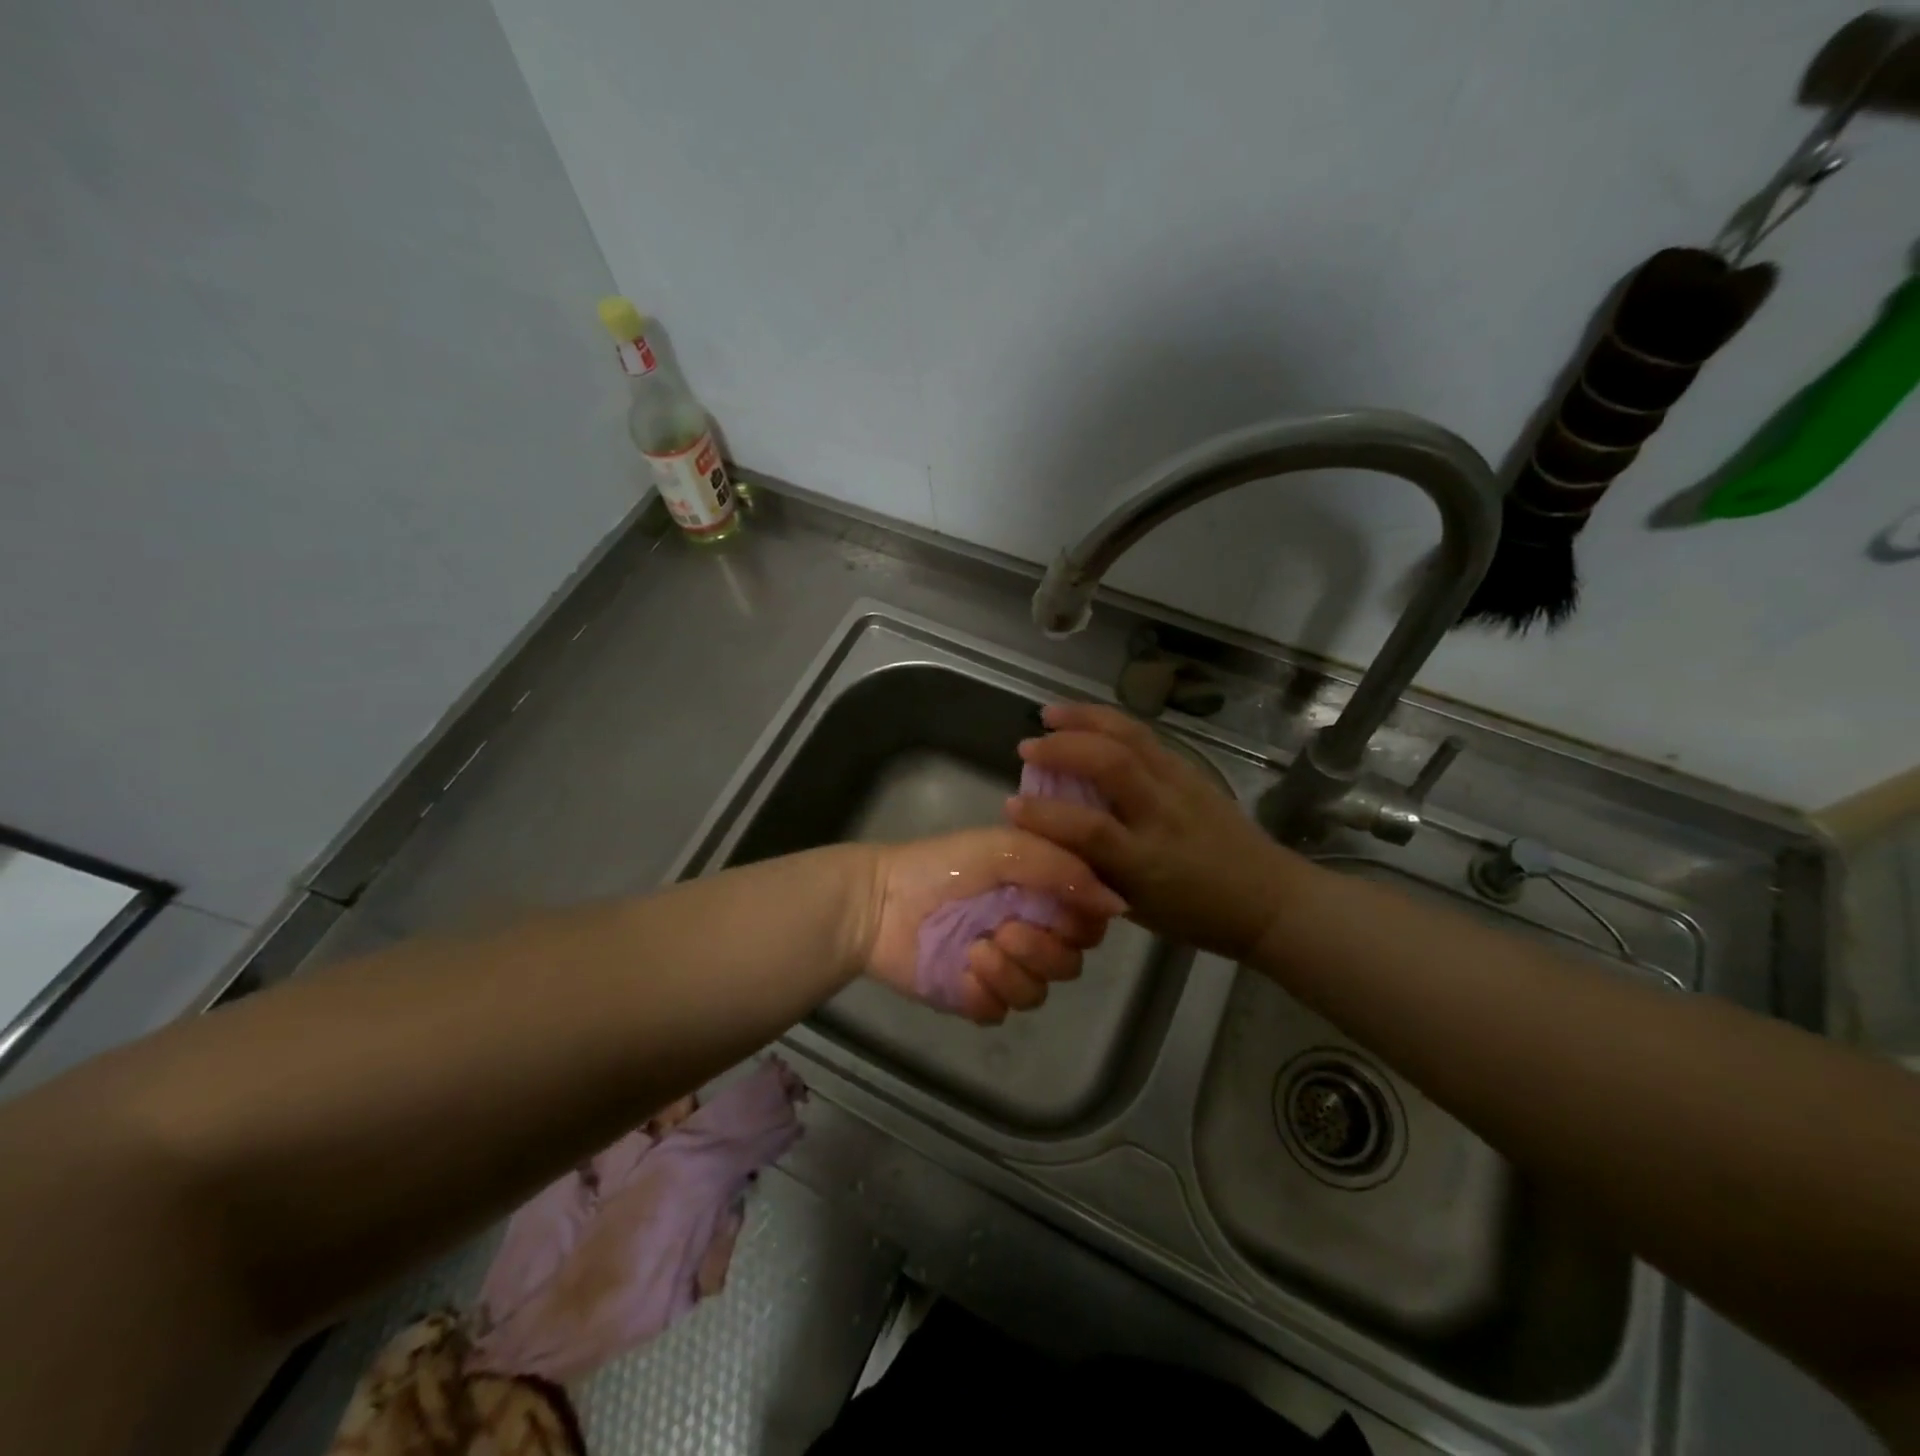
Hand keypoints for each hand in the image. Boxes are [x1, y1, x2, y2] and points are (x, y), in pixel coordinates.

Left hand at [854, 828, 1123, 1024]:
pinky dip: (987, 994)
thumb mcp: (1006, 849)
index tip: (1062, 915)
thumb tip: (1120, 904)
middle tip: (1007, 931)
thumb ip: (1062, 870)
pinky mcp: (972, 995)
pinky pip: (1001, 1011)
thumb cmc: (943, 866)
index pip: (1089, 921)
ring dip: (1013, 973)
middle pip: (1070, 962)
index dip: (1083, 924)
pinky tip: (964, 973)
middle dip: (1044, 950)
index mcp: (1039, 893)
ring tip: (978, 951)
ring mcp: (1000, 966)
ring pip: (1039, 991)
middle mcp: (1028, 930)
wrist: (880, 900)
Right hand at [1006, 703, 1309, 960]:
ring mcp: (1181, 786)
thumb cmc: (1196, 915)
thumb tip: (1051, 841)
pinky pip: (1146, 736)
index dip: (1045, 816)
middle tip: (1027, 747)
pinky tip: (1088, 719)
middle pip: (1112, 765)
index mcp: (1148, 862)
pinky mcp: (1192, 770)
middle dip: (1063, 748)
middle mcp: (1164, 815)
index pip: (1090, 830)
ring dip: (1085, 719)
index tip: (1011, 806)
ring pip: (1131, 737)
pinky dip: (1110, 721)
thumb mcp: (1137, 907)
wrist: (1268, 900)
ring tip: (1050, 713)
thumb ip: (1094, 871)